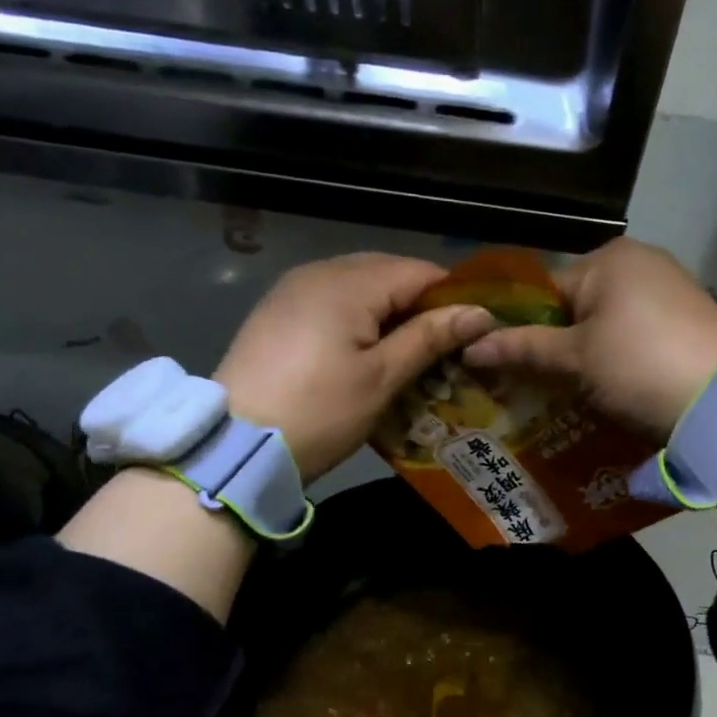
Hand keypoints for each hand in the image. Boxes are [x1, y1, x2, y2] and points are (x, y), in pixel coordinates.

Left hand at [213, 253, 495, 480]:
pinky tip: (366, 354)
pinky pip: (331, 301)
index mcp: (348, 283)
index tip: (474, 334)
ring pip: (359, 287)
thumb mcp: (382, 378)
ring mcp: (292, 290)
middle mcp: (319, 272)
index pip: (419, 271)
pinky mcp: (277, 313)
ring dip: (389, 314)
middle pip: (388, 273)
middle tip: (444, 349)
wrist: (236, 445)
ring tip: (409, 355)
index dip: (453, 298)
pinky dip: (358, 320)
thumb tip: (480, 313)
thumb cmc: (319, 413)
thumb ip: (430, 337)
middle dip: (420, 306)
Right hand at [459, 238, 716, 440]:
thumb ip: (522, 348)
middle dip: (558, 344)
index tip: (509, 367)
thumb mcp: (575, 360)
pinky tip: (620, 388)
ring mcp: (673, 289)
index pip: (545, 290)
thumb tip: (468, 347)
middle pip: (578, 306)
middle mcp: (643, 261)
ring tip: (578, 393)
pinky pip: (639, 334)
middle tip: (540, 386)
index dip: (523, 329)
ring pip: (609, 322)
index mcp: (610, 259)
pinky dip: (623, 358)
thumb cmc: (638, 368)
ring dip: (591, 354)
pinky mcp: (692, 319)